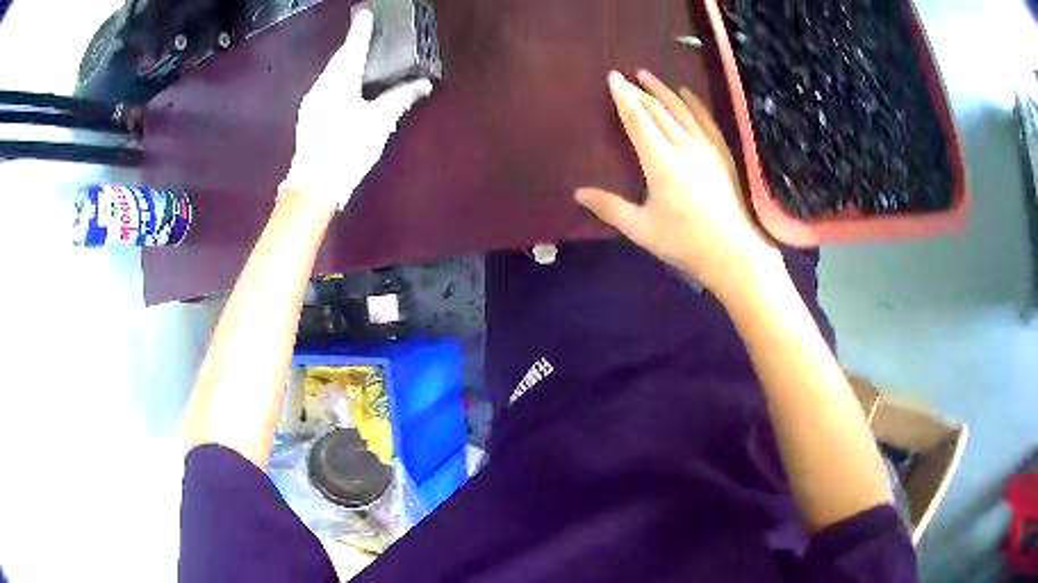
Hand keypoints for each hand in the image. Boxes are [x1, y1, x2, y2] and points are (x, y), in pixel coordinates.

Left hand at [280, 9, 432, 208]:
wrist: (314, 186)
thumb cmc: (348, 148)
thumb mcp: (379, 122)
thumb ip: (400, 98)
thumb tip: (424, 83)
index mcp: (340, 81)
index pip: (353, 47)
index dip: (361, 29)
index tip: (366, 12)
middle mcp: (322, 85)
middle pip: (339, 58)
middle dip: (353, 44)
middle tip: (367, 33)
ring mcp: (312, 102)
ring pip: (331, 73)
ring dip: (346, 63)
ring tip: (361, 58)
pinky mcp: (309, 117)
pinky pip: (326, 88)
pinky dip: (339, 80)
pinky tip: (347, 87)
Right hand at [575, 70, 781, 294]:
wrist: (733, 252)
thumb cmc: (684, 243)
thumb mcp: (641, 229)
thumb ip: (609, 208)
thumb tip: (578, 193)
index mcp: (660, 163)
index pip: (637, 120)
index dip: (623, 97)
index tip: (613, 77)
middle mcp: (683, 147)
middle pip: (657, 110)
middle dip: (639, 91)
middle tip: (625, 77)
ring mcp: (705, 148)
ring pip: (681, 109)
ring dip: (663, 90)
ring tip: (648, 76)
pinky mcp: (721, 153)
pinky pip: (705, 119)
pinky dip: (694, 103)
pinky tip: (687, 93)